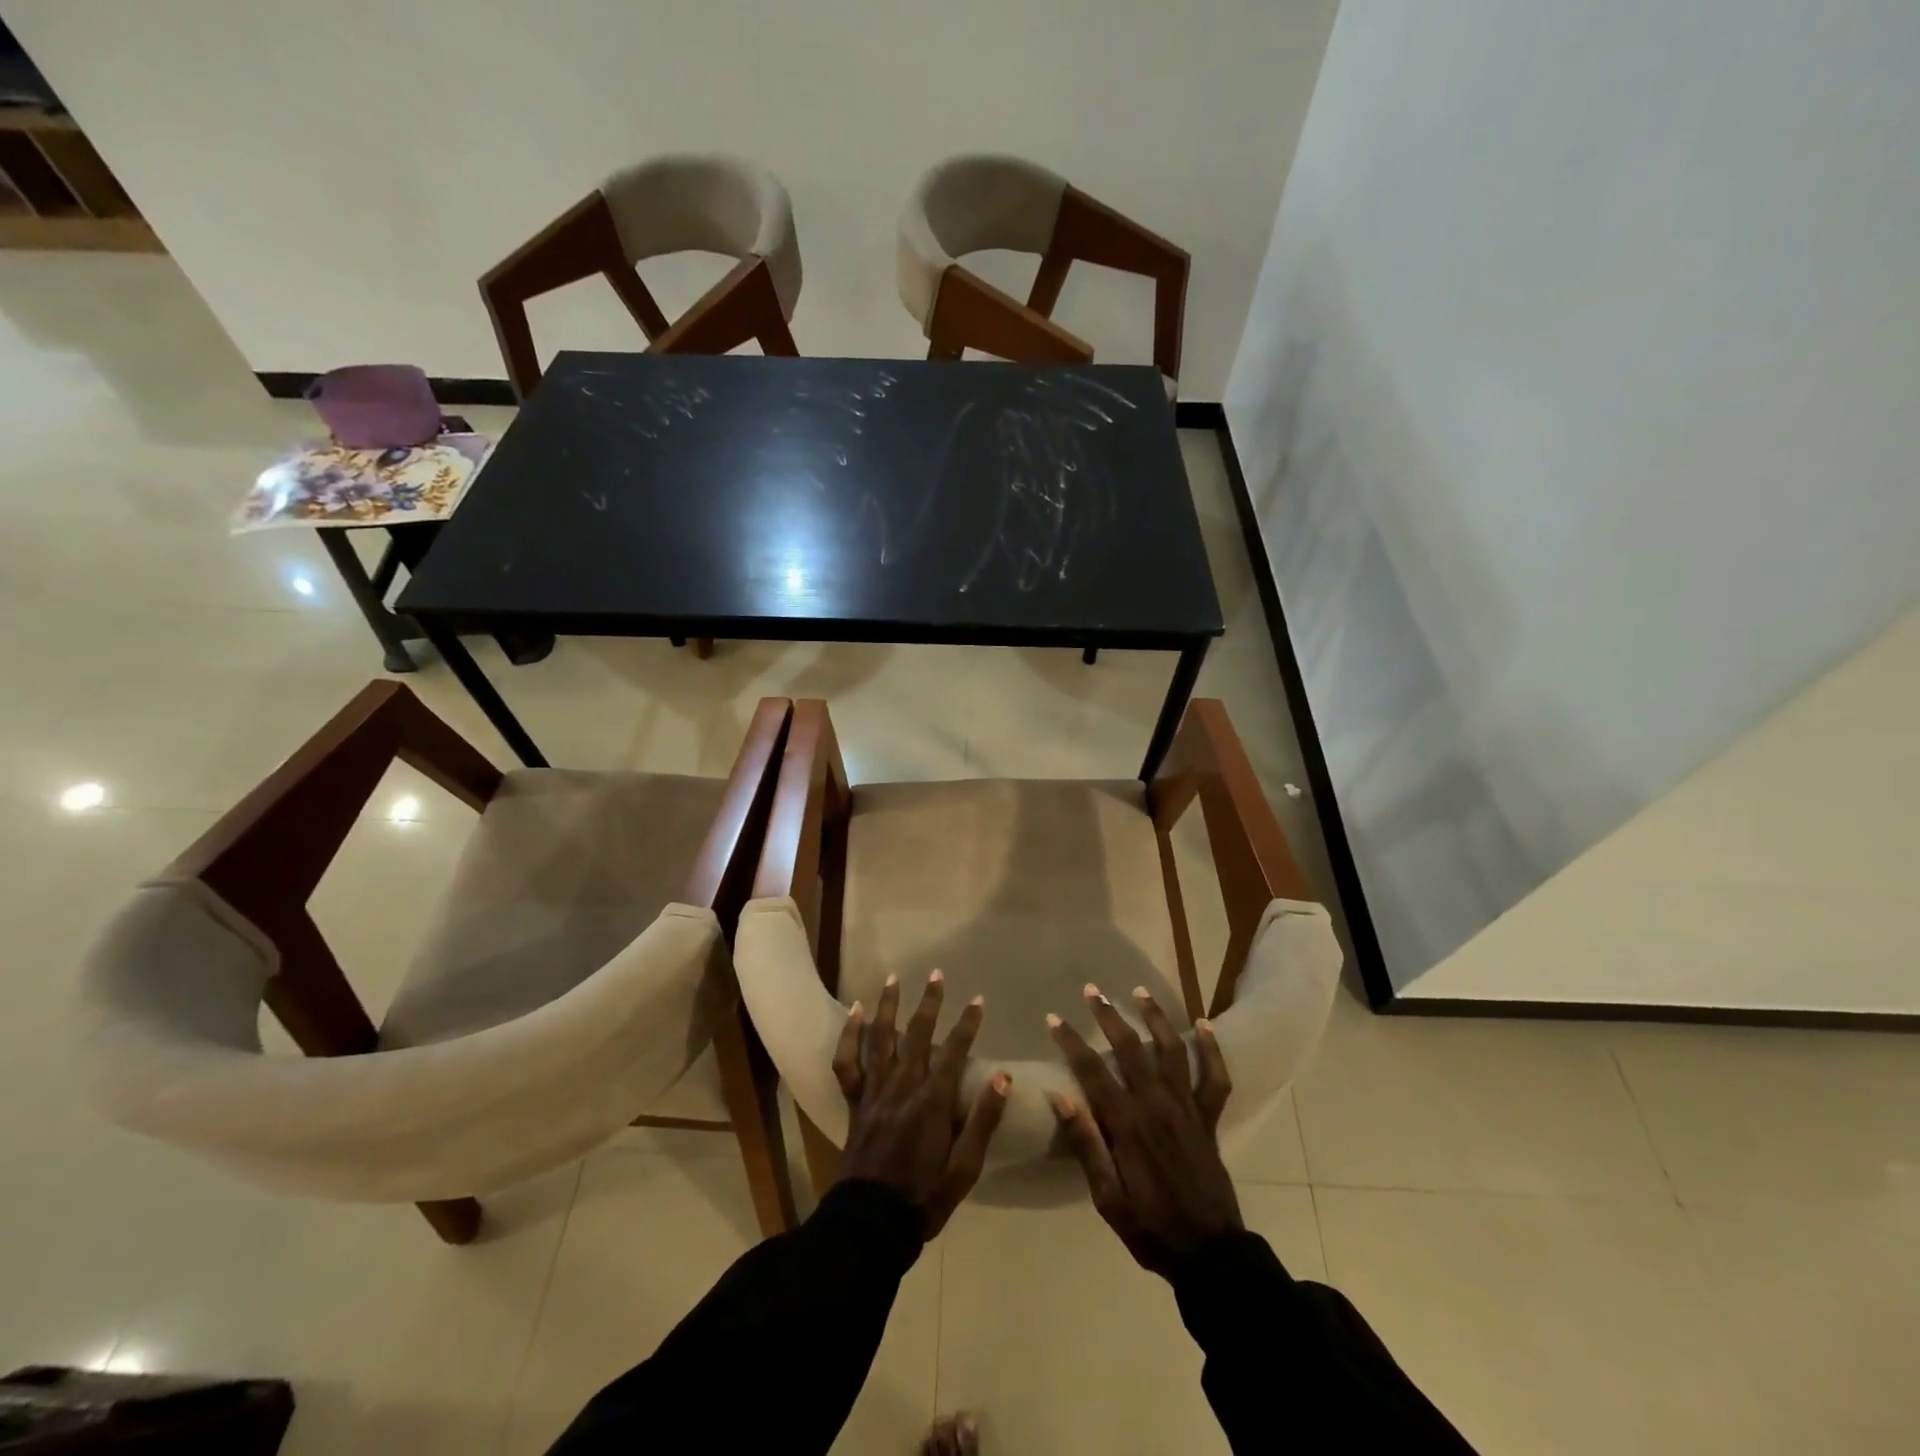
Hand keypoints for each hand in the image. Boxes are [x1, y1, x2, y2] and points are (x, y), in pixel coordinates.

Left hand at [835, 970, 1009, 1237]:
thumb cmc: (924, 1197)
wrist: (870, 1224)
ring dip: (888, 1005)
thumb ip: (983, 1121)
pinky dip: (849, 1035)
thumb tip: (1004, 1078)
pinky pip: (847, 1062)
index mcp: (932, 1102)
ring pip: (880, 1038)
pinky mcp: (855, 1101)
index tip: (978, 1000)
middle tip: (936, 973)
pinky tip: (855, 1013)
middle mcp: (902, 1086)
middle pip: (918, 1034)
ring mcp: (875, 1091)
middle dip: (929, 1001)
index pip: (955, 1051)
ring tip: (893, 977)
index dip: (967, 1023)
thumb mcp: (965, 1168)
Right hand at [1046, 984, 1240, 1276]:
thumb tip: (1060, 1097)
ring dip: (1154, 1017)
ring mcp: (1187, 1108)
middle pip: (1130, 1048)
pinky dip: (1211, 1049)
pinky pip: (1214, 1077)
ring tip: (1139, 991)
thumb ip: (1086, 1144)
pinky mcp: (1209, 1118)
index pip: (1092, 1071)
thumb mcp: (1107, 1198)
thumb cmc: (1151, 1228)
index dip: (1071, 1042)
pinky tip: (1203, 1024)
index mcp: (1127, 1125)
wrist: (1210, 1255)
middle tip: (1092, 991)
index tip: (1054, 1018)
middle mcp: (1157, 1105)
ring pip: (1171, 1050)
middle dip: (1109, 1016)